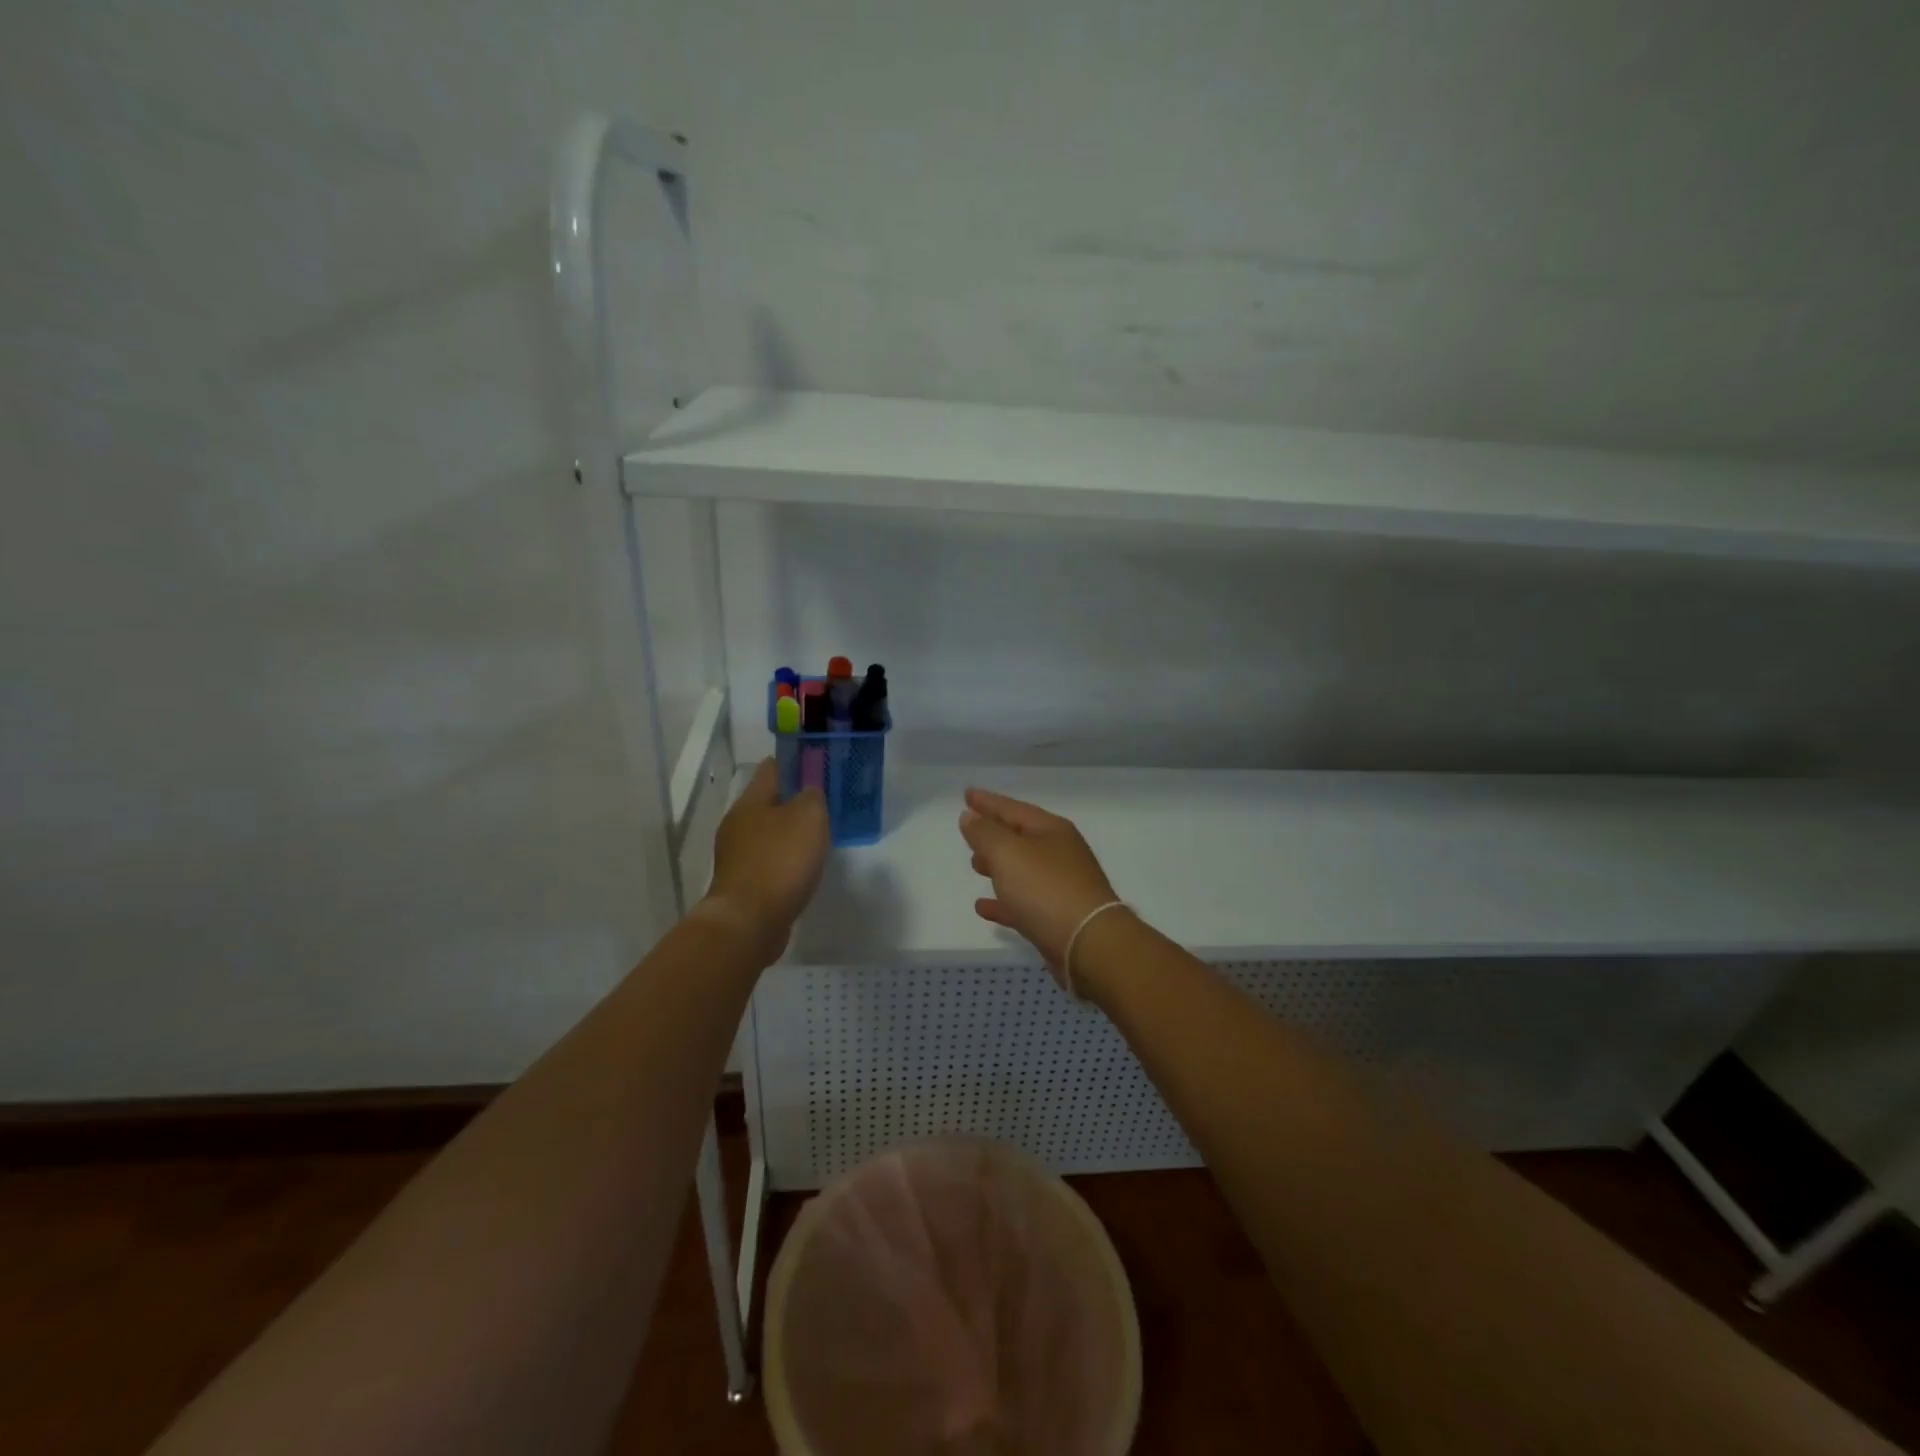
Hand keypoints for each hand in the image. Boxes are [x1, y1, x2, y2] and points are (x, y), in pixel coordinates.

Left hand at [699, 758, 829, 962]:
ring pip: (767, 833)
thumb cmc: (780, 860)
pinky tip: (801, 867)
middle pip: (767, 802)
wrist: (749, 921)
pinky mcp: (742, 883)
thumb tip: (808, 792)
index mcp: (750, 802)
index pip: (771, 769)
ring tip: (816, 835)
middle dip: (791, 799)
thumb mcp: (808, 817)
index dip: (793, 762)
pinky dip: (783, 859)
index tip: (815, 761)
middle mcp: (737, 824)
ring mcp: (736, 856)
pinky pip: (768, 860)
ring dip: (788, 832)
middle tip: (822, 801)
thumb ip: (812, 797)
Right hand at [959, 787, 1121, 980]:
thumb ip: (985, 833)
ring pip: (1022, 870)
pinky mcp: (1057, 917)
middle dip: (994, 833)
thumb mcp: (1008, 853)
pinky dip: (1003, 902)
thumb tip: (969, 816)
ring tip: (975, 865)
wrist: (1088, 943)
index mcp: (1051, 830)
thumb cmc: (1046, 889)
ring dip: (998, 865)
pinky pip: (1023, 903)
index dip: (988, 801)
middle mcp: (1059, 854)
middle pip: (1020, 837)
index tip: (966, 794)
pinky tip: (983, 907)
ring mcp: (1061, 886)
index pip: (1013, 808)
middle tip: (969, 831)